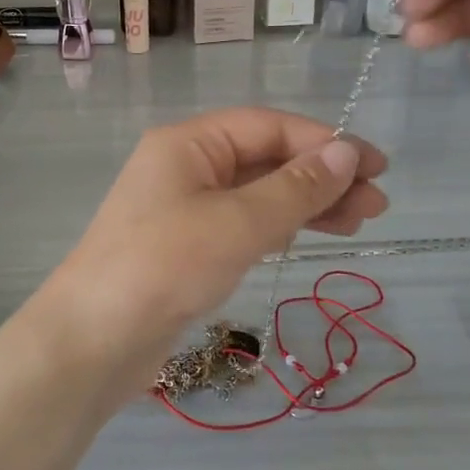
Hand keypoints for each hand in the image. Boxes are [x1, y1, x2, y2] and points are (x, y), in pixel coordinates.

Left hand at [37, 109, 388, 395]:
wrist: (92, 342)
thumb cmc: (163, 267)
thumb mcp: (237, 223)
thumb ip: (295, 189)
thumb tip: (347, 154)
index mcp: (189, 143)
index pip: (268, 127)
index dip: (325, 142)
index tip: (375, 166)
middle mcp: (185, 167)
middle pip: (265, 159)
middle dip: (322, 177)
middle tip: (377, 204)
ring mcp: (184, 209)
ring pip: (257, 194)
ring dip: (306, 204)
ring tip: (360, 222)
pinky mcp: (186, 248)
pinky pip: (242, 225)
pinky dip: (277, 227)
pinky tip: (309, 236)